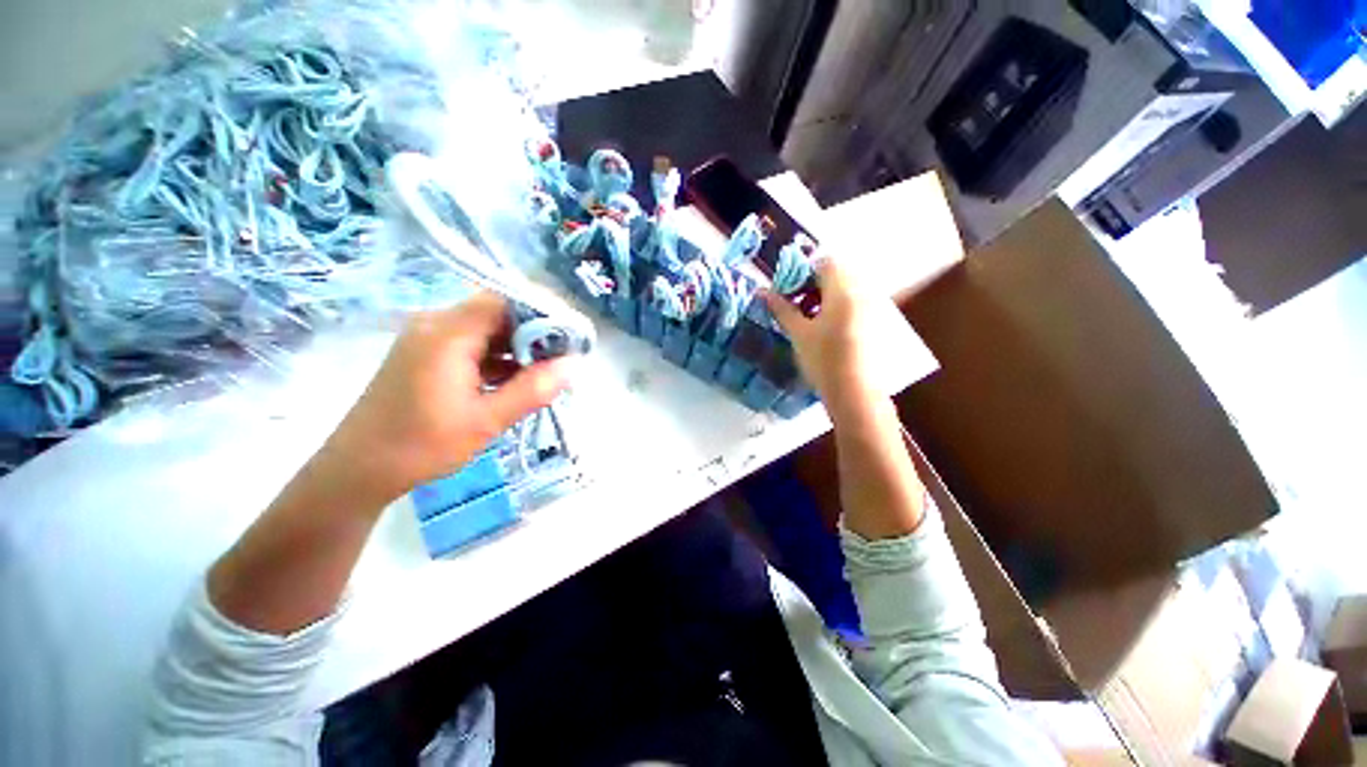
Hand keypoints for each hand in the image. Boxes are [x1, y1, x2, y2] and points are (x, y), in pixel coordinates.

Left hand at [325, 292, 573, 502]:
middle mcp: (436, 324)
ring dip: (518, 347)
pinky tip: (516, 380)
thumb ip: (533, 389)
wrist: (358, 470)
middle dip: (535, 333)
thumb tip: (574, 364)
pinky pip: (473, 344)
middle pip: (497, 312)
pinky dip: (499, 357)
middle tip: (563, 359)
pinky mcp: (427, 354)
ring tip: (546, 372)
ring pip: (487, 329)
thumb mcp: (487, 421)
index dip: (543, 313)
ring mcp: (429, 339)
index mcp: (447, 333)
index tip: (570, 337)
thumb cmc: (421, 446)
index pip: (505, 301)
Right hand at [763, 258, 879, 420]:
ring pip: (847, 289)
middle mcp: (863, 292)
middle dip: (813, 285)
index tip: (788, 291)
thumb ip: (781, 309)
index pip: (824, 263)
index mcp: (844, 290)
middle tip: (796, 305)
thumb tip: (761, 292)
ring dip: (825, 297)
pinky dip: (838, 308)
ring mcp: (874, 307)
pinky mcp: (877, 323)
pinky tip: (826, 329)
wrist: (855, 393)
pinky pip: (856, 303)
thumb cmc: (823, 360)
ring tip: (808, 319)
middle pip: (837, 274)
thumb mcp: (799, 333)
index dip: (803, 272)